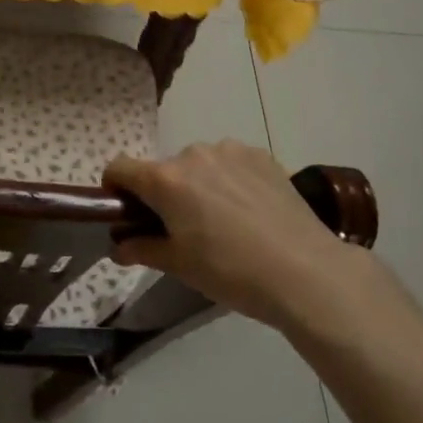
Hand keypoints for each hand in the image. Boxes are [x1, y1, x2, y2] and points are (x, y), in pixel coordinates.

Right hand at [106, 141, 367, 331]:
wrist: (306, 271)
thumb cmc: (231, 272)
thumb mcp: (180, 266)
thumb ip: (142, 248)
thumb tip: (118, 245)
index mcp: (166, 180)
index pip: (119, 168)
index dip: (116, 189)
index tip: (128, 214)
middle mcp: (193, 154)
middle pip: (163, 170)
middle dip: (164, 194)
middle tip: (184, 230)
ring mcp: (230, 150)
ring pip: (199, 165)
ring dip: (199, 185)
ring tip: (225, 222)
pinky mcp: (262, 155)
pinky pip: (231, 163)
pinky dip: (230, 181)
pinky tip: (250, 212)